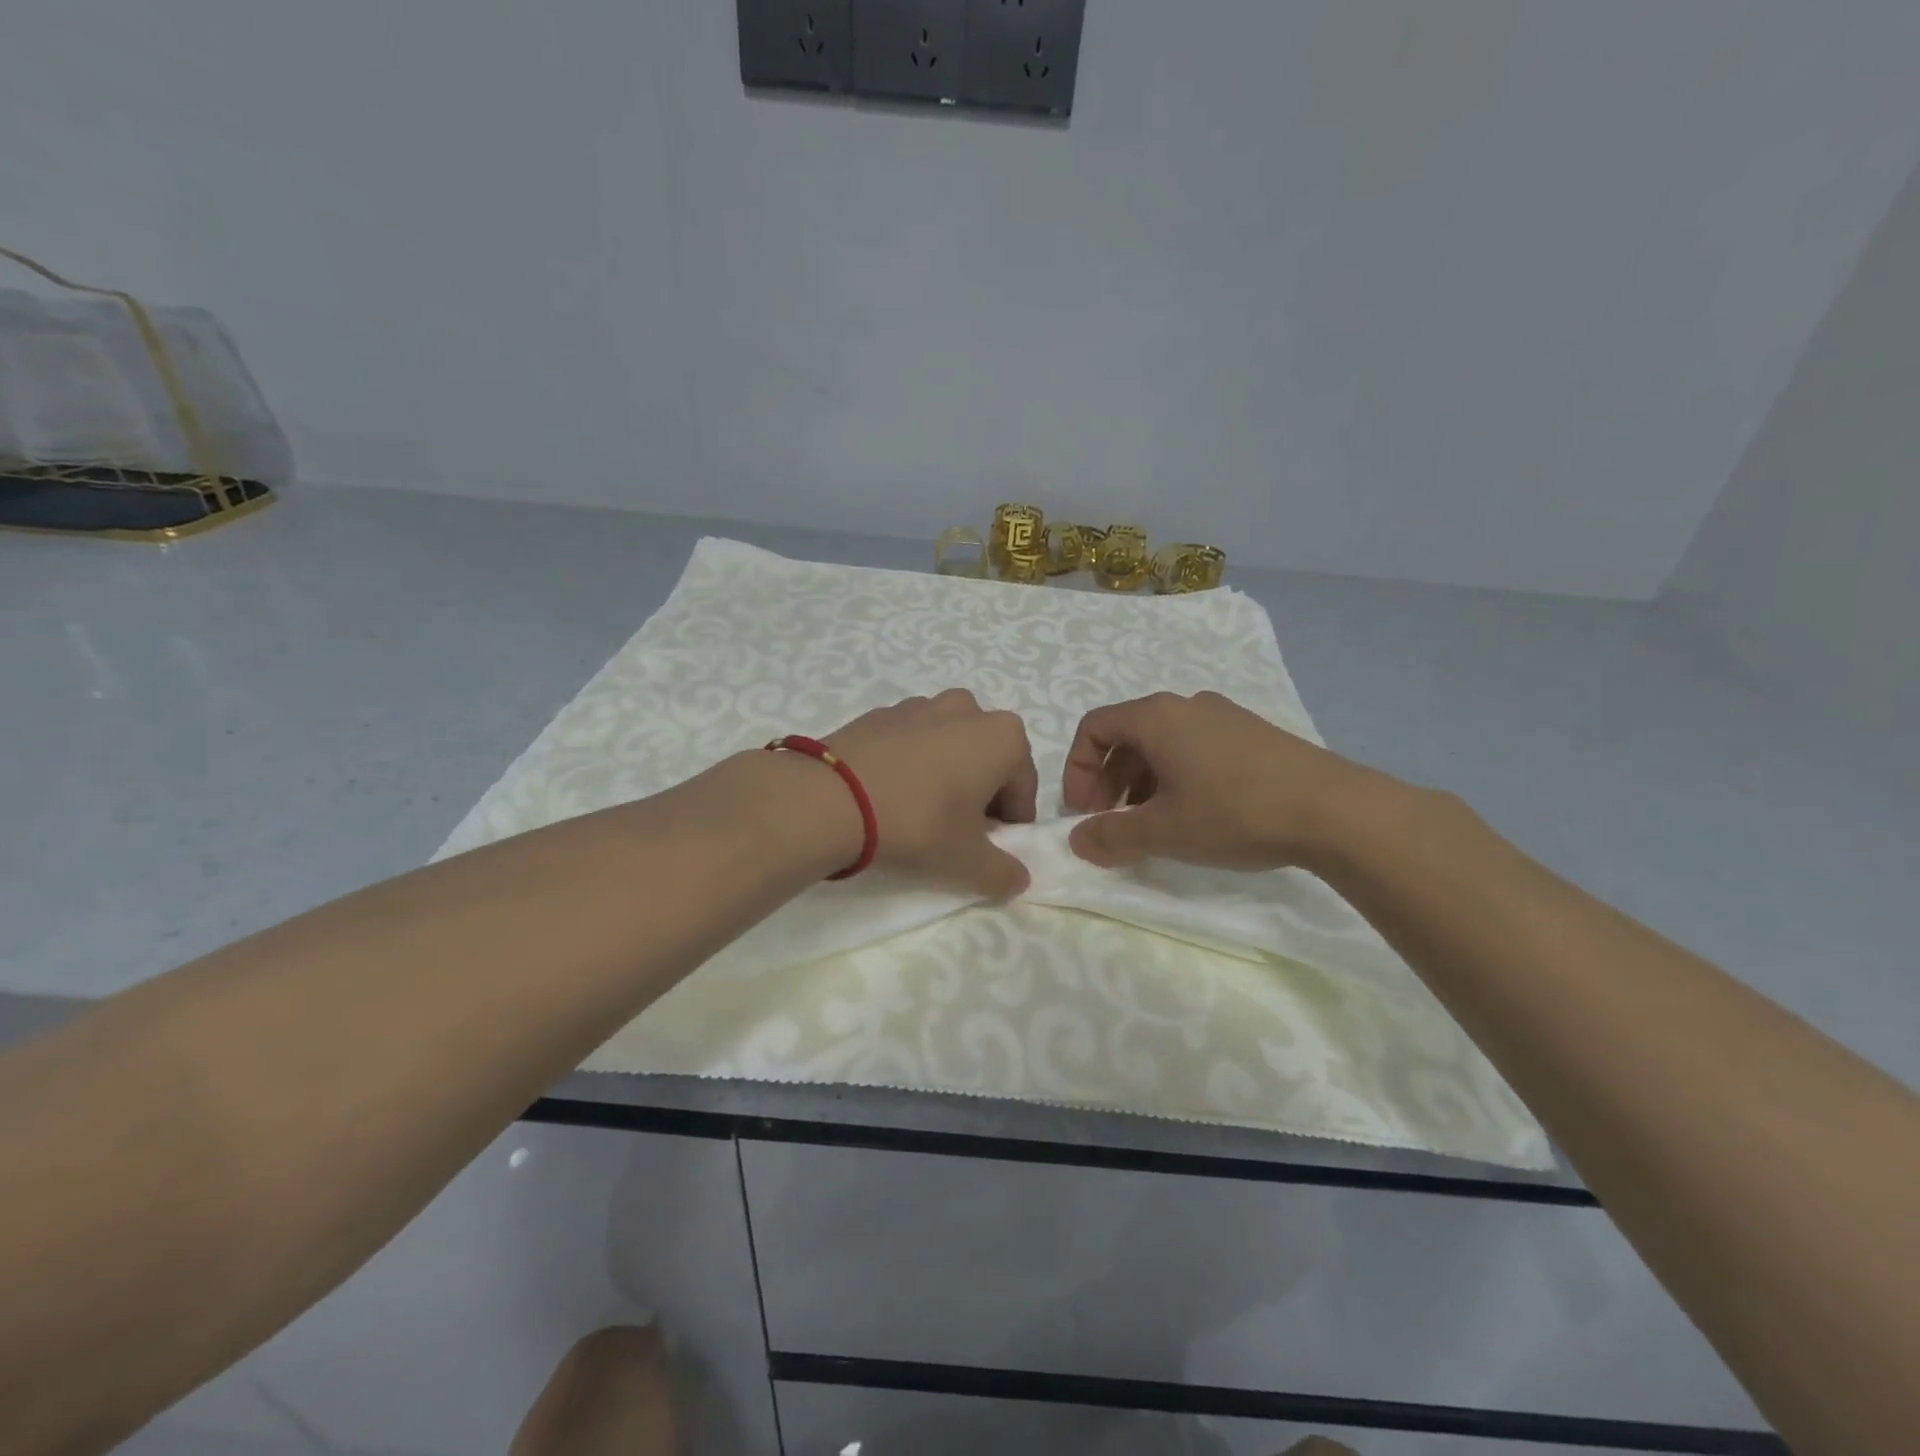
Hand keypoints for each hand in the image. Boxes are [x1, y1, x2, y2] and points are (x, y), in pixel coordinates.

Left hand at [823, 690, 1037, 896]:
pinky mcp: (880, 713)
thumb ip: (1003, 873)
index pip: (1023, 787)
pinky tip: (889, 794)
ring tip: (919, 811)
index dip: (1011, 822)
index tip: (989, 847)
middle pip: (987, 759)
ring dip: (946, 774)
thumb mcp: (968, 861)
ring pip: (948, 745)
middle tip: (957, 830)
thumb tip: (1019, 879)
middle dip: (980, 792)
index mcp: (1002, 736)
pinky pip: (910, 741)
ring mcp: (920, 705)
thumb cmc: (918, 823)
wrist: (831, 798)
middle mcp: (967, 709)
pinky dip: (910, 764)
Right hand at [1061, 691, 1393, 871]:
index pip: (1093, 728)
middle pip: (1126, 735)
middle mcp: (1186, 706)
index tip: (1084, 812)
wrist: (1334, 810)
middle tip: (1111, 822)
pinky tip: (1194, 815)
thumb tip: (1077, 840)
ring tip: (1151, 824)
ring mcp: (1223, 717)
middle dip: (1107, 780)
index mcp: (1156, 717)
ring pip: (1162, 744)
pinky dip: (1176, 778)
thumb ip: (1110, 837)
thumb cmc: (1234, 812)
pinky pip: (1195, 748)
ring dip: (1140, 783)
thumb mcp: (1163, 832)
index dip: (1077, 770)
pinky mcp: (1252, 735)